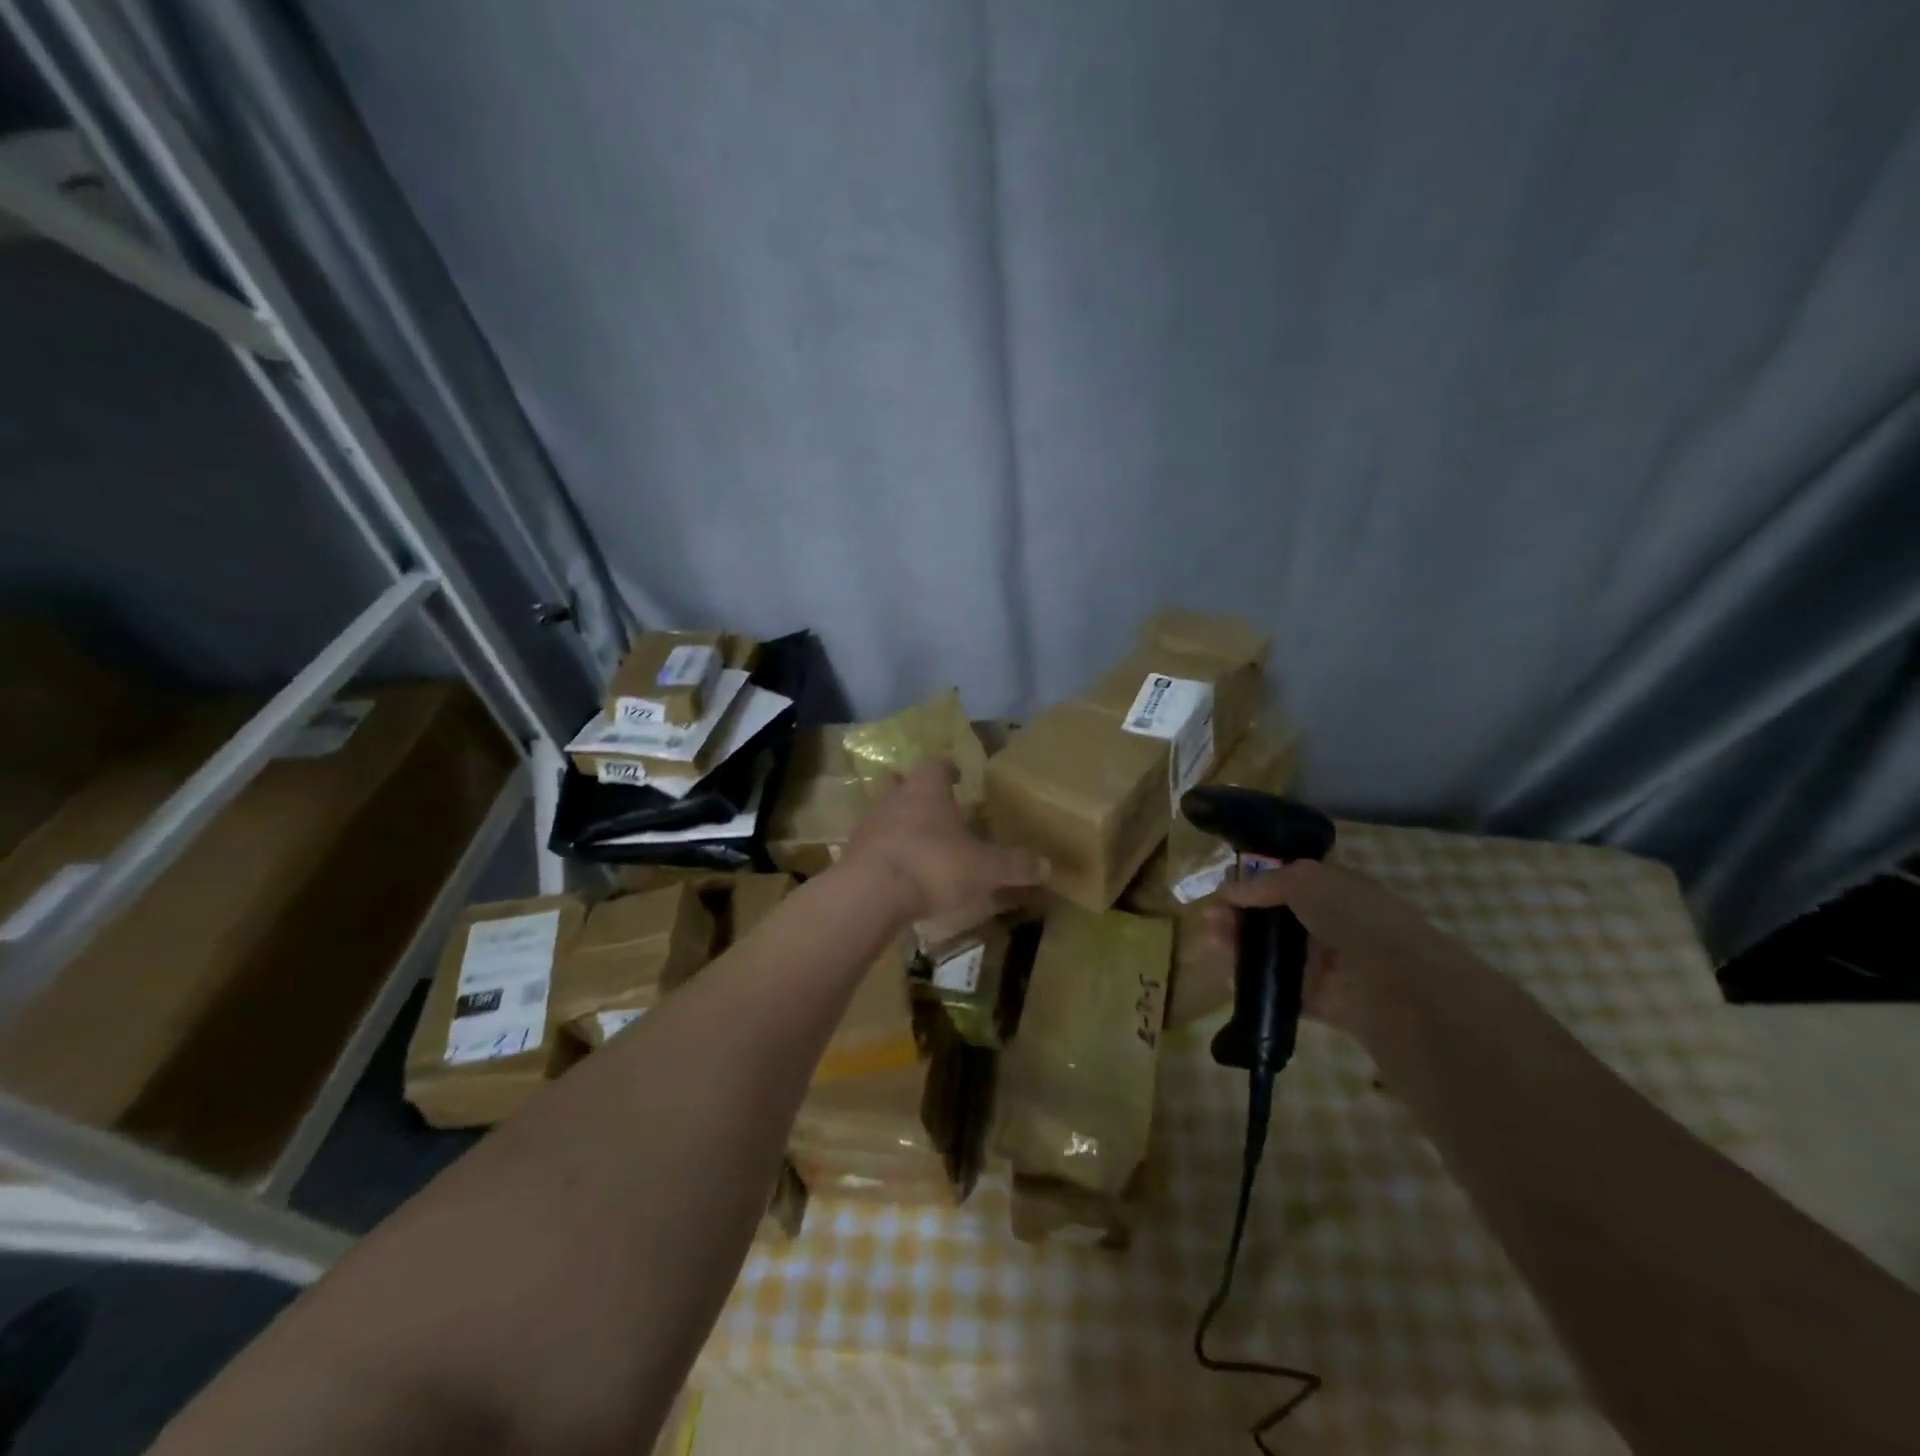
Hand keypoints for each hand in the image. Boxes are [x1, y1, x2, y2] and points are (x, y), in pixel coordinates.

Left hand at [842, 761, 1046, 927]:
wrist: (870, 894)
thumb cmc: (932, 866)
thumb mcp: (983, 868)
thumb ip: (1013, 865)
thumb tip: (1047, 865)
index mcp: (926, 789)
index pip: (937, 765)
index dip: (948, 768)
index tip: (957, 775)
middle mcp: (894, 798)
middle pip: (900, 781)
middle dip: (913, 788)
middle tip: (928, 801)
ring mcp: (868, 824)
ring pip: (881, 810)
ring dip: (895, 818)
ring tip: (912, 836)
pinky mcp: (851, 853)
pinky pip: (870, 843)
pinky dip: (882, 849)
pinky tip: (894, 866)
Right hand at [1197, 858, 1454, 1038]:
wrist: (1393, 980)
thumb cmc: (1351, 915)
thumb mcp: (1303, 879)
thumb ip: (1263, 883)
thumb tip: (1227, 890)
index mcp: (1334, 889)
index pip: (1288, 881)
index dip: (1254, 883)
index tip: (1224, 889)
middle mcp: (1331, 924)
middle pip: (1274, 918)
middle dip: (1240, 916)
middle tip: (1209, 919)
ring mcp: (1327, 964)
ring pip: (1273, 953)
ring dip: (1241, 946)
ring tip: (1211, 942)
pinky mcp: (1321, 1000)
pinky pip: (1281, 989)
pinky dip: (1256, 984)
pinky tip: (1230, 975)